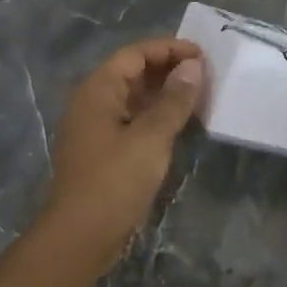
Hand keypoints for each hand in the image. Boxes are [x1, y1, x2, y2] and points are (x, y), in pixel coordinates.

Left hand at [34, 38, 203, 278]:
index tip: (203, 55)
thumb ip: (174, 100)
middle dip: (168, 69)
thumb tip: (193, 66)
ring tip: (199, 96)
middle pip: (132, 73)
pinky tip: (180, 125)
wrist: (80, 237)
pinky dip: (156, 117)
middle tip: (206, 75)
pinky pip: (132, 121)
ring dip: (164, 94)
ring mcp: (96, 129)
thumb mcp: (151, 137)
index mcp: (97, 90)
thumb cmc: (114, 181)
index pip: (135, 54)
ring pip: (133, 98)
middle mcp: (92, 102)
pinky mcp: (103, 152)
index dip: (169, 49)